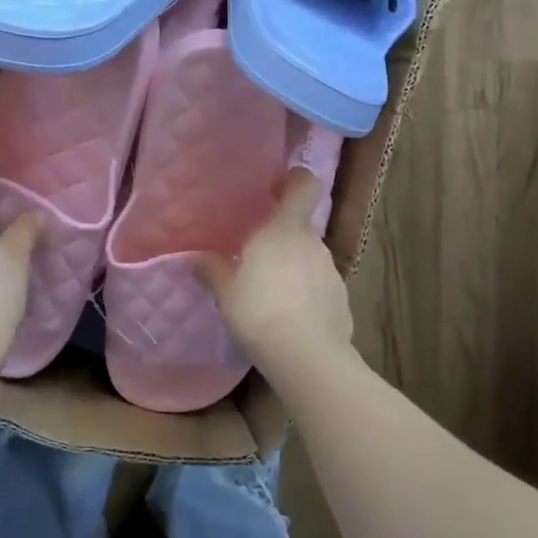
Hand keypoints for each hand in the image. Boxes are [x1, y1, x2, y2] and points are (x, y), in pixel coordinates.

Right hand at [192, 169, 356, 381]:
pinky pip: (318, 286)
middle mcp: (313, 243)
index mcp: (285, 230)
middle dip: (279, 238)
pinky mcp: (341, 299)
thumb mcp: (226, 291)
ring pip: (308, 258)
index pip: (304, 185)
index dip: (293, 180)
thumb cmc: (260, 311)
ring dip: (291, 268)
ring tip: (269, 294)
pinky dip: (305, 294)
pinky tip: (288, 318)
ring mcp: (331, 271)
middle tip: (253, 258)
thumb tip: (195, 255)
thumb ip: (212, 269)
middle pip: (298, 228)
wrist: (308, 357)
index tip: (274, 189)